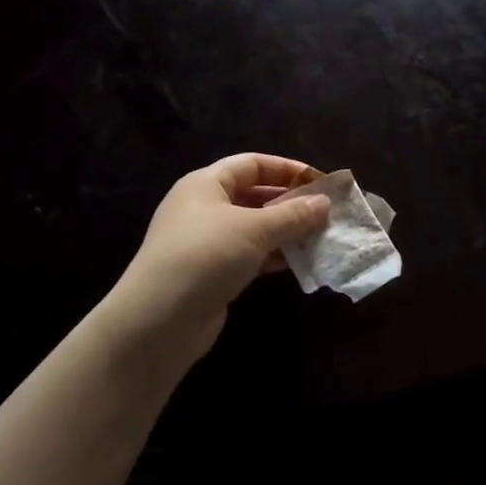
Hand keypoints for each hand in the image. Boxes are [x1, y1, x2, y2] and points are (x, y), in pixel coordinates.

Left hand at [112, 153, 330, 358]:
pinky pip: (251, 255)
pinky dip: (274, 256)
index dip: (287, 169)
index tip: (321, 182)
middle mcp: (204, 208)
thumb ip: (292, 215)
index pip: (252, 164)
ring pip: (255, 228)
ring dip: (287, 232)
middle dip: (291, 203)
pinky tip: (300, 262)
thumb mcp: (253, 229)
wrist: (158, 321)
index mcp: (205, 184)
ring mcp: (207, 242)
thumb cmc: (205, 256)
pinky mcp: (213, 273)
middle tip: (327, 213)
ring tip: (321, 237)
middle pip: (255, 195)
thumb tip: (325, 202)